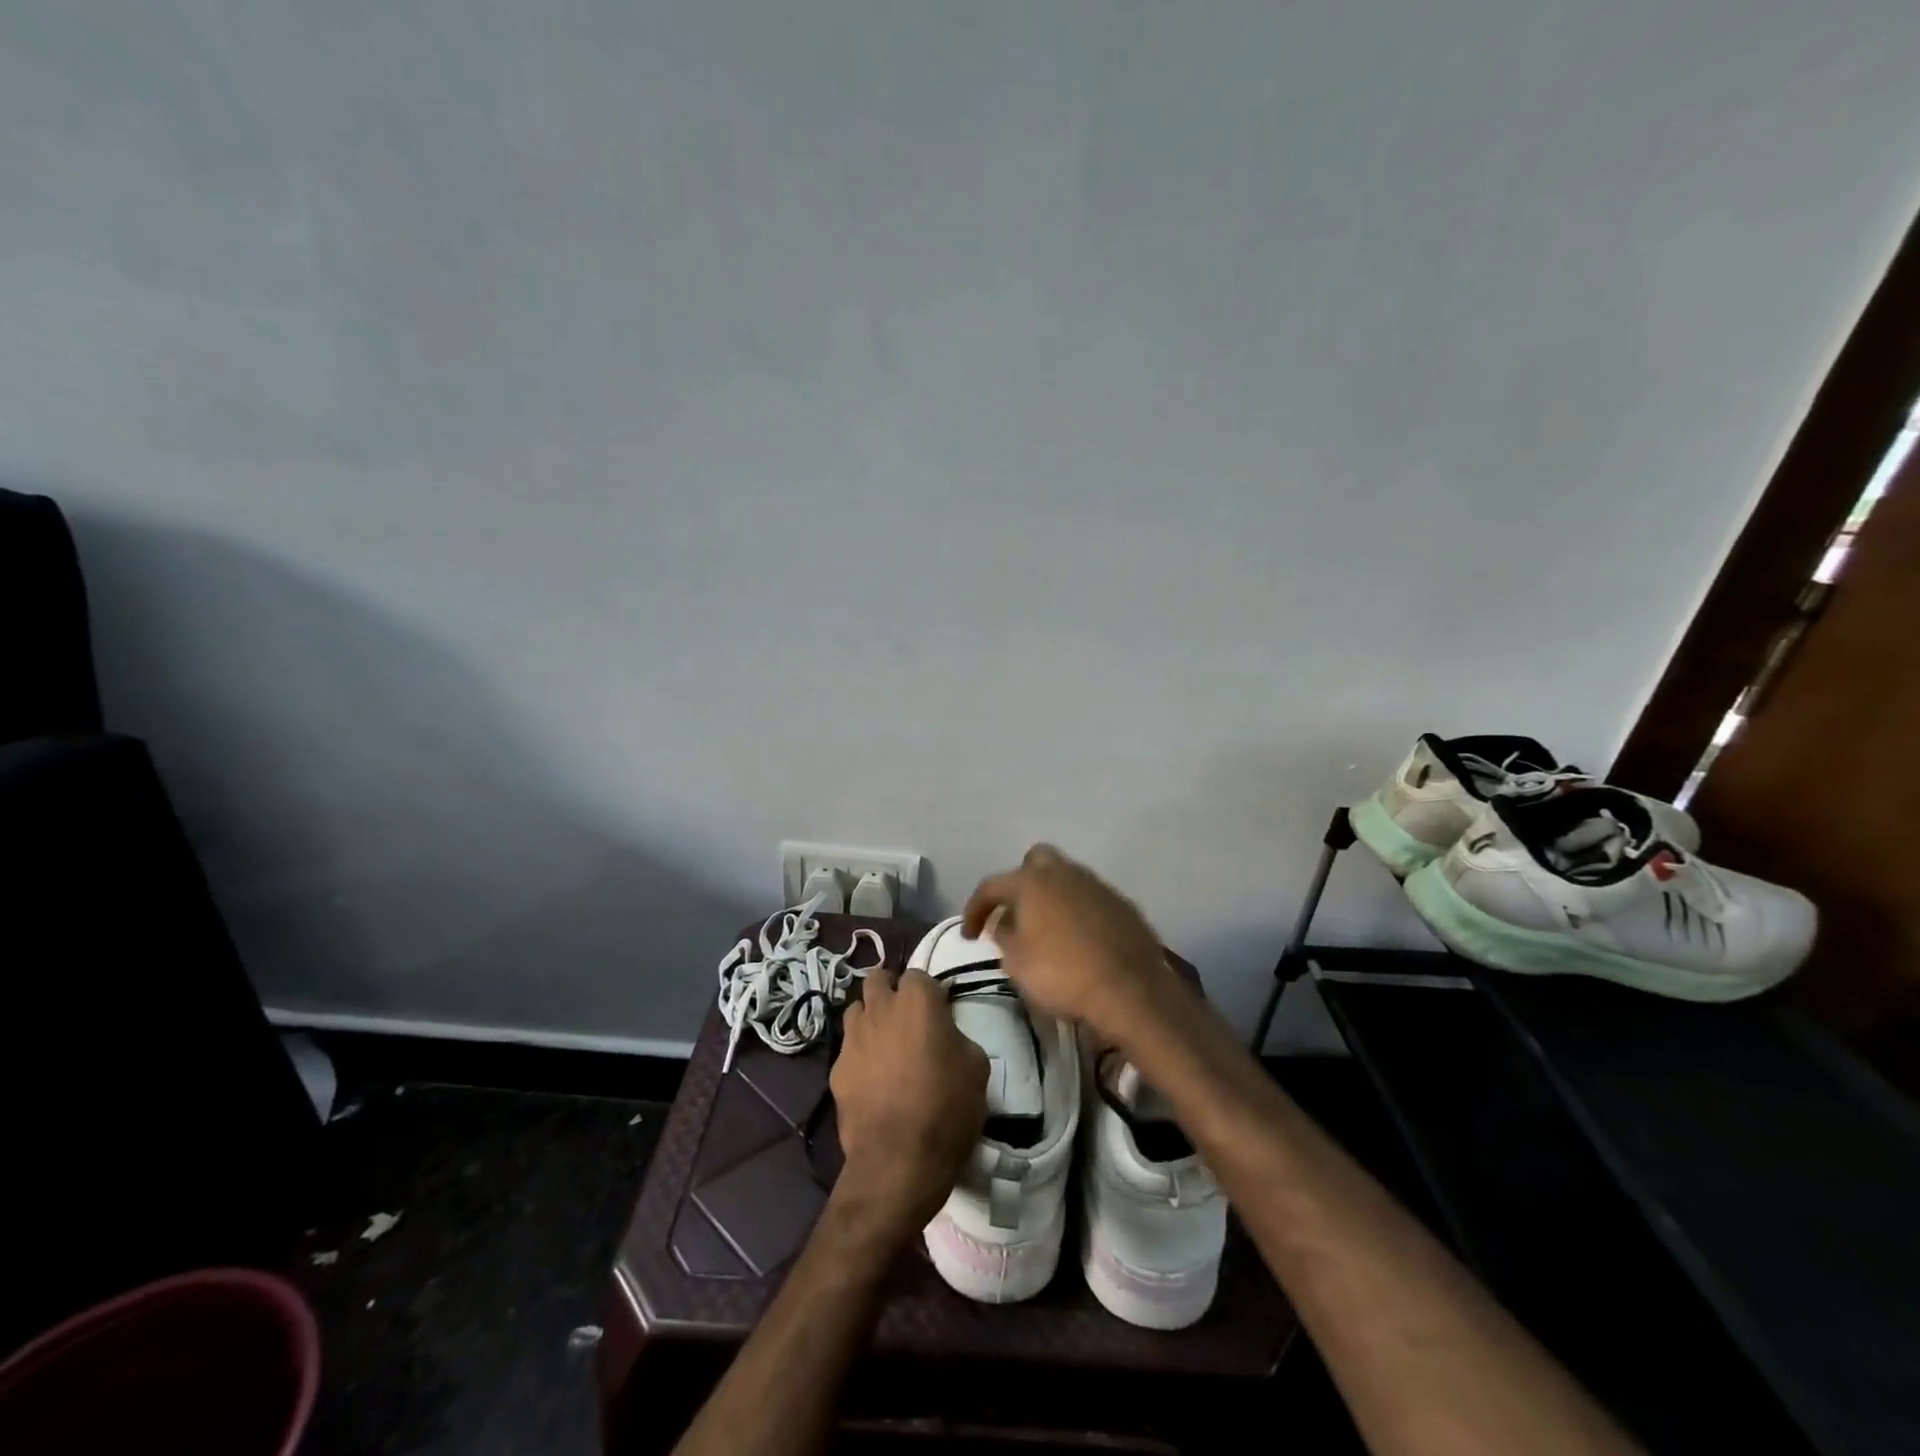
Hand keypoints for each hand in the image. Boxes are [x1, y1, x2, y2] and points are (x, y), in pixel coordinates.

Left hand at [830, 968, 987, 1238]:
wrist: (898, 1159)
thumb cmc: (947, 1108)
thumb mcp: (976, 1066)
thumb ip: (957, 1037)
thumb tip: (945, 1036)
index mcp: (918, 1000)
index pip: (918, 974)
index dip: (927, 991)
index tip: (937, 1011)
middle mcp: (881, 1008)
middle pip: (876, 979)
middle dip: (889, 989)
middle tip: (904, 1014)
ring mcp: (853, 1037)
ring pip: (856, 1009)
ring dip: (870, 1017)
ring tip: (884, 1041)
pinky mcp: (836, 1068)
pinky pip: (847, 1048)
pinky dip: (858, 1054)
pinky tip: (871, 1077)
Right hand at [962, 844, 1182, 1038]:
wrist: (1130, 990)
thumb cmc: (1062, 975)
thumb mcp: (1017, 963)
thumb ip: (1003, 936)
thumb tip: (1002, 922)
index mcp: (1032, 882)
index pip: (991, 886)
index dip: (975, 909)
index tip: (969, 935)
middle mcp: (1064, 873)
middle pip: (1035, 862)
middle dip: (1020, 882)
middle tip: (1015, 914)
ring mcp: (1097, 886)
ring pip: (1067, 878)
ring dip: (1052, 897)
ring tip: (1047, 929)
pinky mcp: (1122, 905)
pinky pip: (1091, 899)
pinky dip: (1078, 912)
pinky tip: (1079, 939)